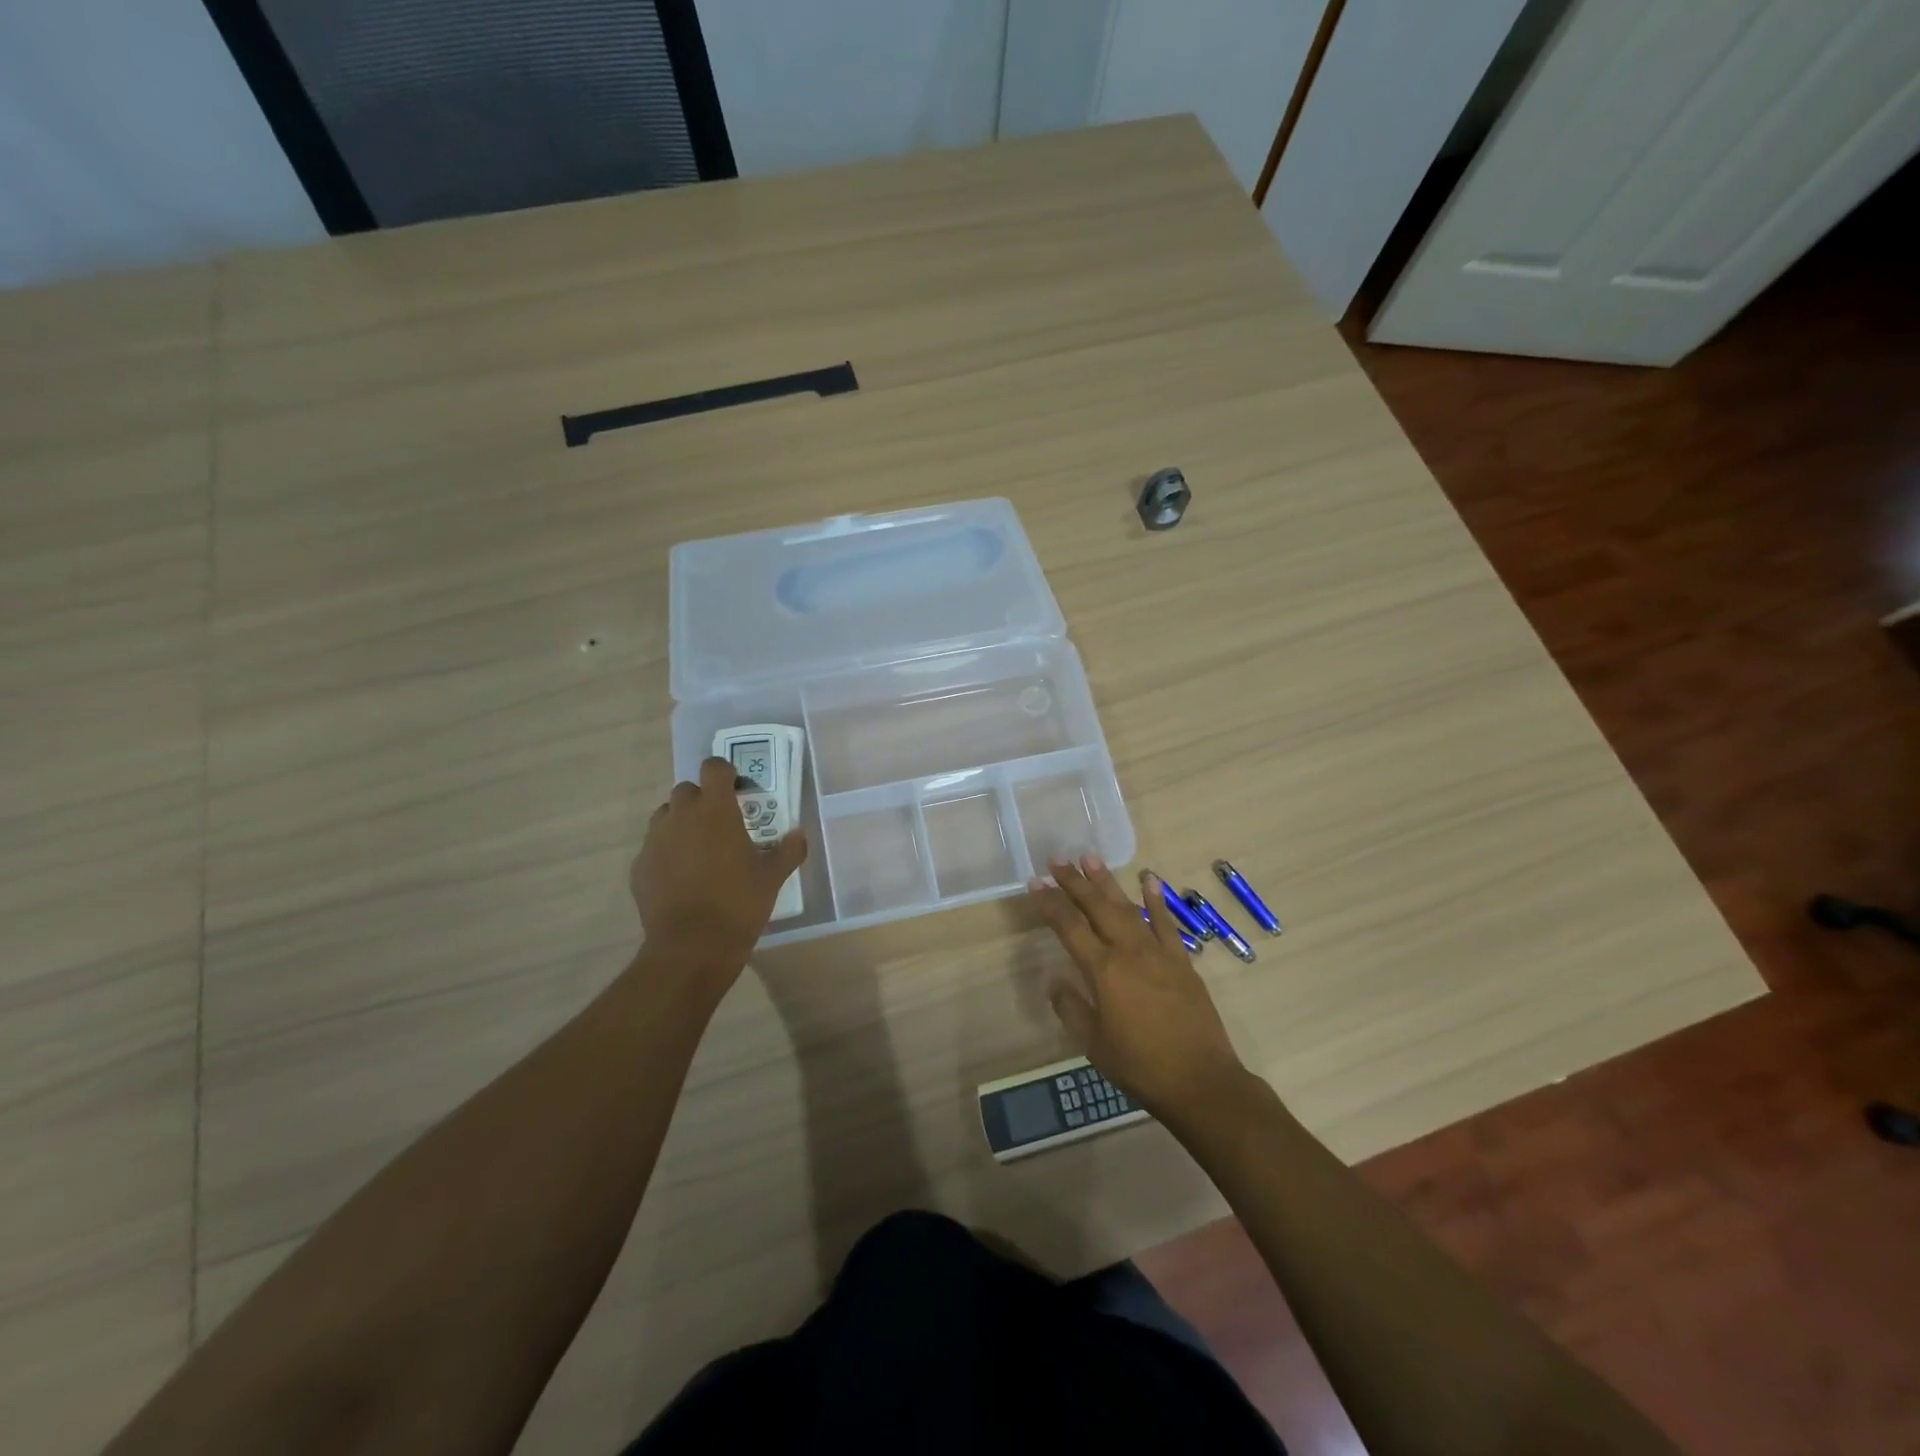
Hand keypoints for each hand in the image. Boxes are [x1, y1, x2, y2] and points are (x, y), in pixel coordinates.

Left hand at [633, 758, 807, 982]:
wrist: (692, 945)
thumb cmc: (739, 903)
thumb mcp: (773, 877)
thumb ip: (788, 850)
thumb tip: (799, 835)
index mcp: (715, 810)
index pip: (713, 767)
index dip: (725, 772)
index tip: (736, 789)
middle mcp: (681, 817)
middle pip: (687, 791)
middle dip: (702, 800)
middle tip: (720, 824)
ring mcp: (655, 841)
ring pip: (666, 817)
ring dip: (681, 823)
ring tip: (699, 849)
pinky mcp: (639, 867)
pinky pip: (653, 848)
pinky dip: (667, 853)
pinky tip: (681, 877)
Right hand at [1029, 856, 1247, 1118]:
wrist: (1200, 1081)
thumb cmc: (1140, 1066)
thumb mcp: (1094, 1044)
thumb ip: (1071, 1008)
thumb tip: (1056, 981)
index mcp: (1103, 971)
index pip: (1069, 927)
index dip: (1050, 903)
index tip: (1035, 882)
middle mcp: (1129, 951)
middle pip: (1097, 907)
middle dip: (1075, 882)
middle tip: (1058, 860)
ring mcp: (1158, 952)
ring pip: (1128, 907)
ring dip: (1108, 882)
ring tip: (1090, 858)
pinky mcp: (1182, 960)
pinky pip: (1166, 922)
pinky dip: (1156, 899)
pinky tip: (1148, 878)